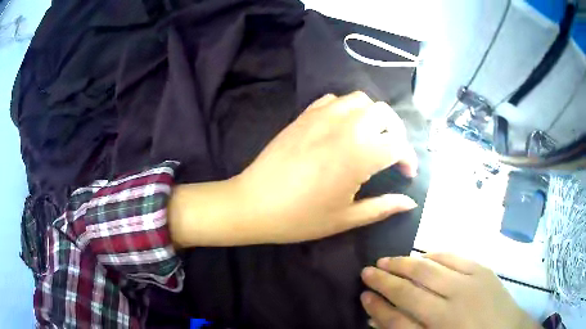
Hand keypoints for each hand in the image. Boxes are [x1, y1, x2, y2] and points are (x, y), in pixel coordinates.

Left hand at [169, 91, 417, 246]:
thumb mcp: (346, 218)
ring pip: (361, 100)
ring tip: (370, 137)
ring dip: (373, 116)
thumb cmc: (300, 217)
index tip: (406, 174)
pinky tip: (343, 128)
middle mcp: (345, 127)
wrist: (254, 204)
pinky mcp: (304, 114)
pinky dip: (347, 109)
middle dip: (396, 132)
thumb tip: (409, 202)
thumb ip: (383, 207)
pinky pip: (334, 100)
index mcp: (359, 154)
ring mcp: (322, 116)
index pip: (399, 144)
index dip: (409, 158)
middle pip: (384, 113)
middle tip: (392, 153)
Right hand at [360, 253, 540, 328]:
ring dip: (405, 262)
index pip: (398, 317)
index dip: (378, 305)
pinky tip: (423, 255)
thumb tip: (381, 317)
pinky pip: (453, 257)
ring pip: (429, 267)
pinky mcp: (483, 270)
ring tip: (387, 259)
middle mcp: (453, 305)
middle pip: (411, 288)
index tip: (363, 294)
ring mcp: (470, 283)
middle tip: (368, 270)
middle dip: (386, 279)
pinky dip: (434, 254)